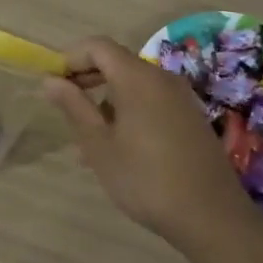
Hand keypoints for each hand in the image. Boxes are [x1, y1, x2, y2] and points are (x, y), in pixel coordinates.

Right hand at [43, 37, 245, 241]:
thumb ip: (74, 107)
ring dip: (106, 100)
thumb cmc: (145, 179)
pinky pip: (151, 101)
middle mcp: (161, 78)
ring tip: (87, 140)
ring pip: (133, 85)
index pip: (97, 46)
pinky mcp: (191, 117)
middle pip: (116, 61)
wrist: (212, 217)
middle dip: (86, 78)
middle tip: (64, 106)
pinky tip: (119, 148)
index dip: (70, 58)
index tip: (53, 84)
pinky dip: (128, 111)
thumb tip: (50, 80)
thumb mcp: (99, 145)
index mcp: (137, 78)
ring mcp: (181, 97)